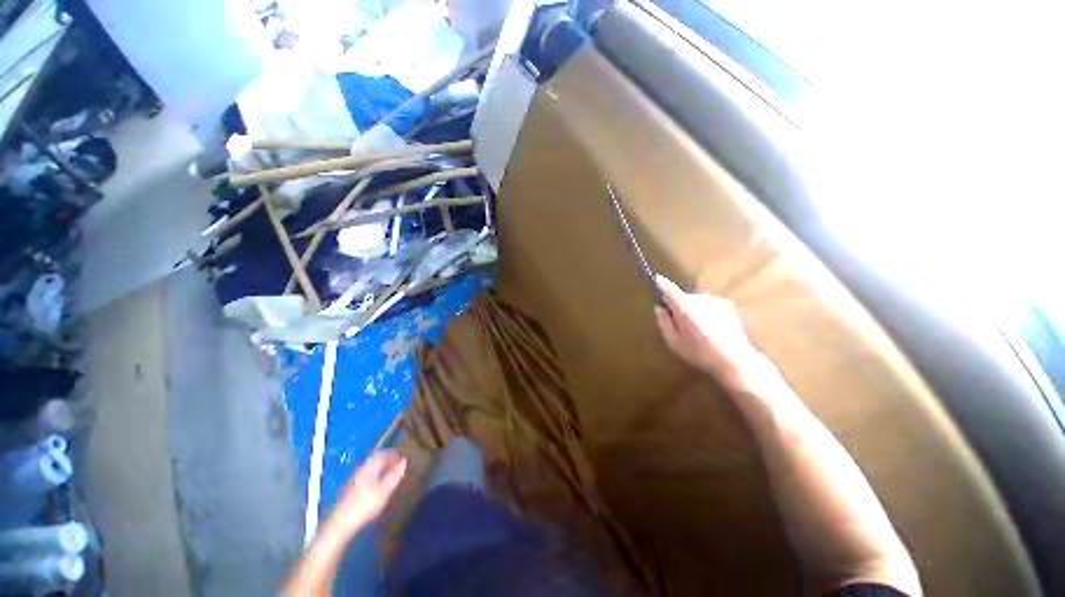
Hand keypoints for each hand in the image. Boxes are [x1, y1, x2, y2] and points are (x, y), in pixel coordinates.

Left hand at [331, 451, 406, 535]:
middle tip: (397, 467)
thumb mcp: (384, 491)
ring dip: (381, 469)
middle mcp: (360, 471)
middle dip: (387, 461)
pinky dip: (375, 477)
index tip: (403, 459)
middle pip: (375, 460)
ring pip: (370, 469)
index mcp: (368, 468)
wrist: (341, 524)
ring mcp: (354, 480)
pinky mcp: (350, 490)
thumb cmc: (364, 506)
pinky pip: (366, 477)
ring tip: (390, 476)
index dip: (394, 455)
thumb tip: (404, 462)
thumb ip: (395, 475)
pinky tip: (378, 487)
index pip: (382, 454)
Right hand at [654, 275, 766, 388]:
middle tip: (676, 322)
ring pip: (696, 301)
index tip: (654, 280)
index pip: (669, 288)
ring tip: (695, 329)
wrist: (735, 360)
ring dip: (692, 310)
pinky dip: (704, 313)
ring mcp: (715, 301)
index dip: (660, 284)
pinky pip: (708, 306)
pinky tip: (709, 330)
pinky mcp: (727, 307)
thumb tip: (659, 308)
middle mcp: (700, 299)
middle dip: (677, 305)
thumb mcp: (674, 342)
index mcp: (684, 307)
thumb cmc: (700, 353)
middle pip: (682, 296)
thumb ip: (663, 322)